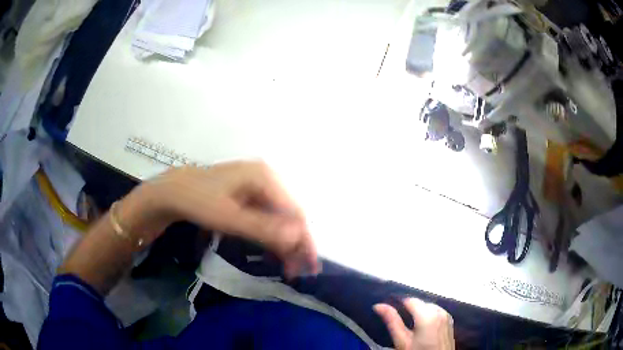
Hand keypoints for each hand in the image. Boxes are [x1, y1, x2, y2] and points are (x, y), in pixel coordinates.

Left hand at [142, 161, 318, 277]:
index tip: (308, 266)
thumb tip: (298, 237)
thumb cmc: (198, 201)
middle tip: (298, 271)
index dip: (303, 240)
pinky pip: (266, 217)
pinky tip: (273, 251)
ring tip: (288, 267)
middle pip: (288, 214)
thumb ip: (263, 228)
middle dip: (295, 243)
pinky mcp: (248, 196)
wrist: (171, 192)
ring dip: (284, 242)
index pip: (294, 211)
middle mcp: (265, 178)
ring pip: (279, 218)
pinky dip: (271, 236)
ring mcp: (256, 187)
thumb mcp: (229, 218)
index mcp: (264, 177)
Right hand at [374, 298, 454, 349]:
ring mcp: (446, 315)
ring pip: (428, 307)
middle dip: (409, 310)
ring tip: (410, 327)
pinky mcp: (449, 321)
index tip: (389, 313)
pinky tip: (422, 329)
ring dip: (419, 313)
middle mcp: (439, 310)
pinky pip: (436, 313)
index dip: (397, 304)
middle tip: (399, 324)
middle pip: (420, 303)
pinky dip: (428, 316)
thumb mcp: (402, 341)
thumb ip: (392, 321)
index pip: (409, 300)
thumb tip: (378, 306)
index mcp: (427, 313)